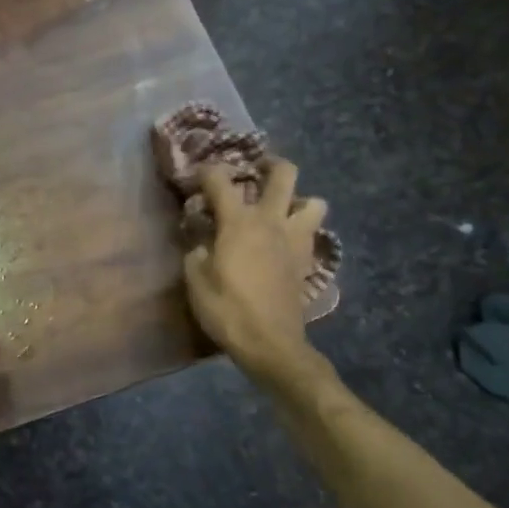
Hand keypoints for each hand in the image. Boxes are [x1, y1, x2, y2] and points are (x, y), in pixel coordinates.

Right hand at [182, 158, 328, 374]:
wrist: (269, 343)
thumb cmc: (226, 308)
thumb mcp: (195, 278)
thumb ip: (197, 249)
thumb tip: (202, 239)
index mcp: (239, 221)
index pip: (220, 181)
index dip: (206, 172)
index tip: (195, 177)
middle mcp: (272, 221)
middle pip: (284, 174)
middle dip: (269, 164)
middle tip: (255, 170)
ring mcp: (295, 240)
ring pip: (313, 202)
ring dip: (297, 199)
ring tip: (279, 209)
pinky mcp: (306, 261)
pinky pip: (311, 233)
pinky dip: (300, 229)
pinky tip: (283, 241)